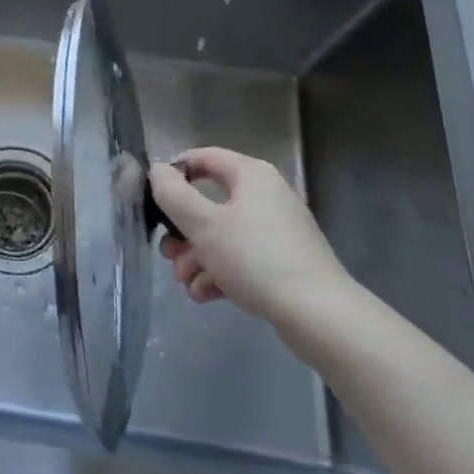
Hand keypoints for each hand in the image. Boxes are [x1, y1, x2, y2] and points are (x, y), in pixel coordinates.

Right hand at [150, 147, 355, 329]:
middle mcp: (265, 195)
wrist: (320, 316)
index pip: (203, 157)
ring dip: (197, 256)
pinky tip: (204, 294)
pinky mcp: (284, 262)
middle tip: (168, 253)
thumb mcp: (203, 224)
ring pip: (223, 234)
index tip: (153, 200)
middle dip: (183, 230)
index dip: (173, 173)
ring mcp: (277, 230)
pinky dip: (220, 272)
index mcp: (251, 175)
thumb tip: (157, 171)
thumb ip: (173, 194)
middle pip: (210, 201)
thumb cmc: (255, 258)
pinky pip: (242, 257)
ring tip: (185, 283)